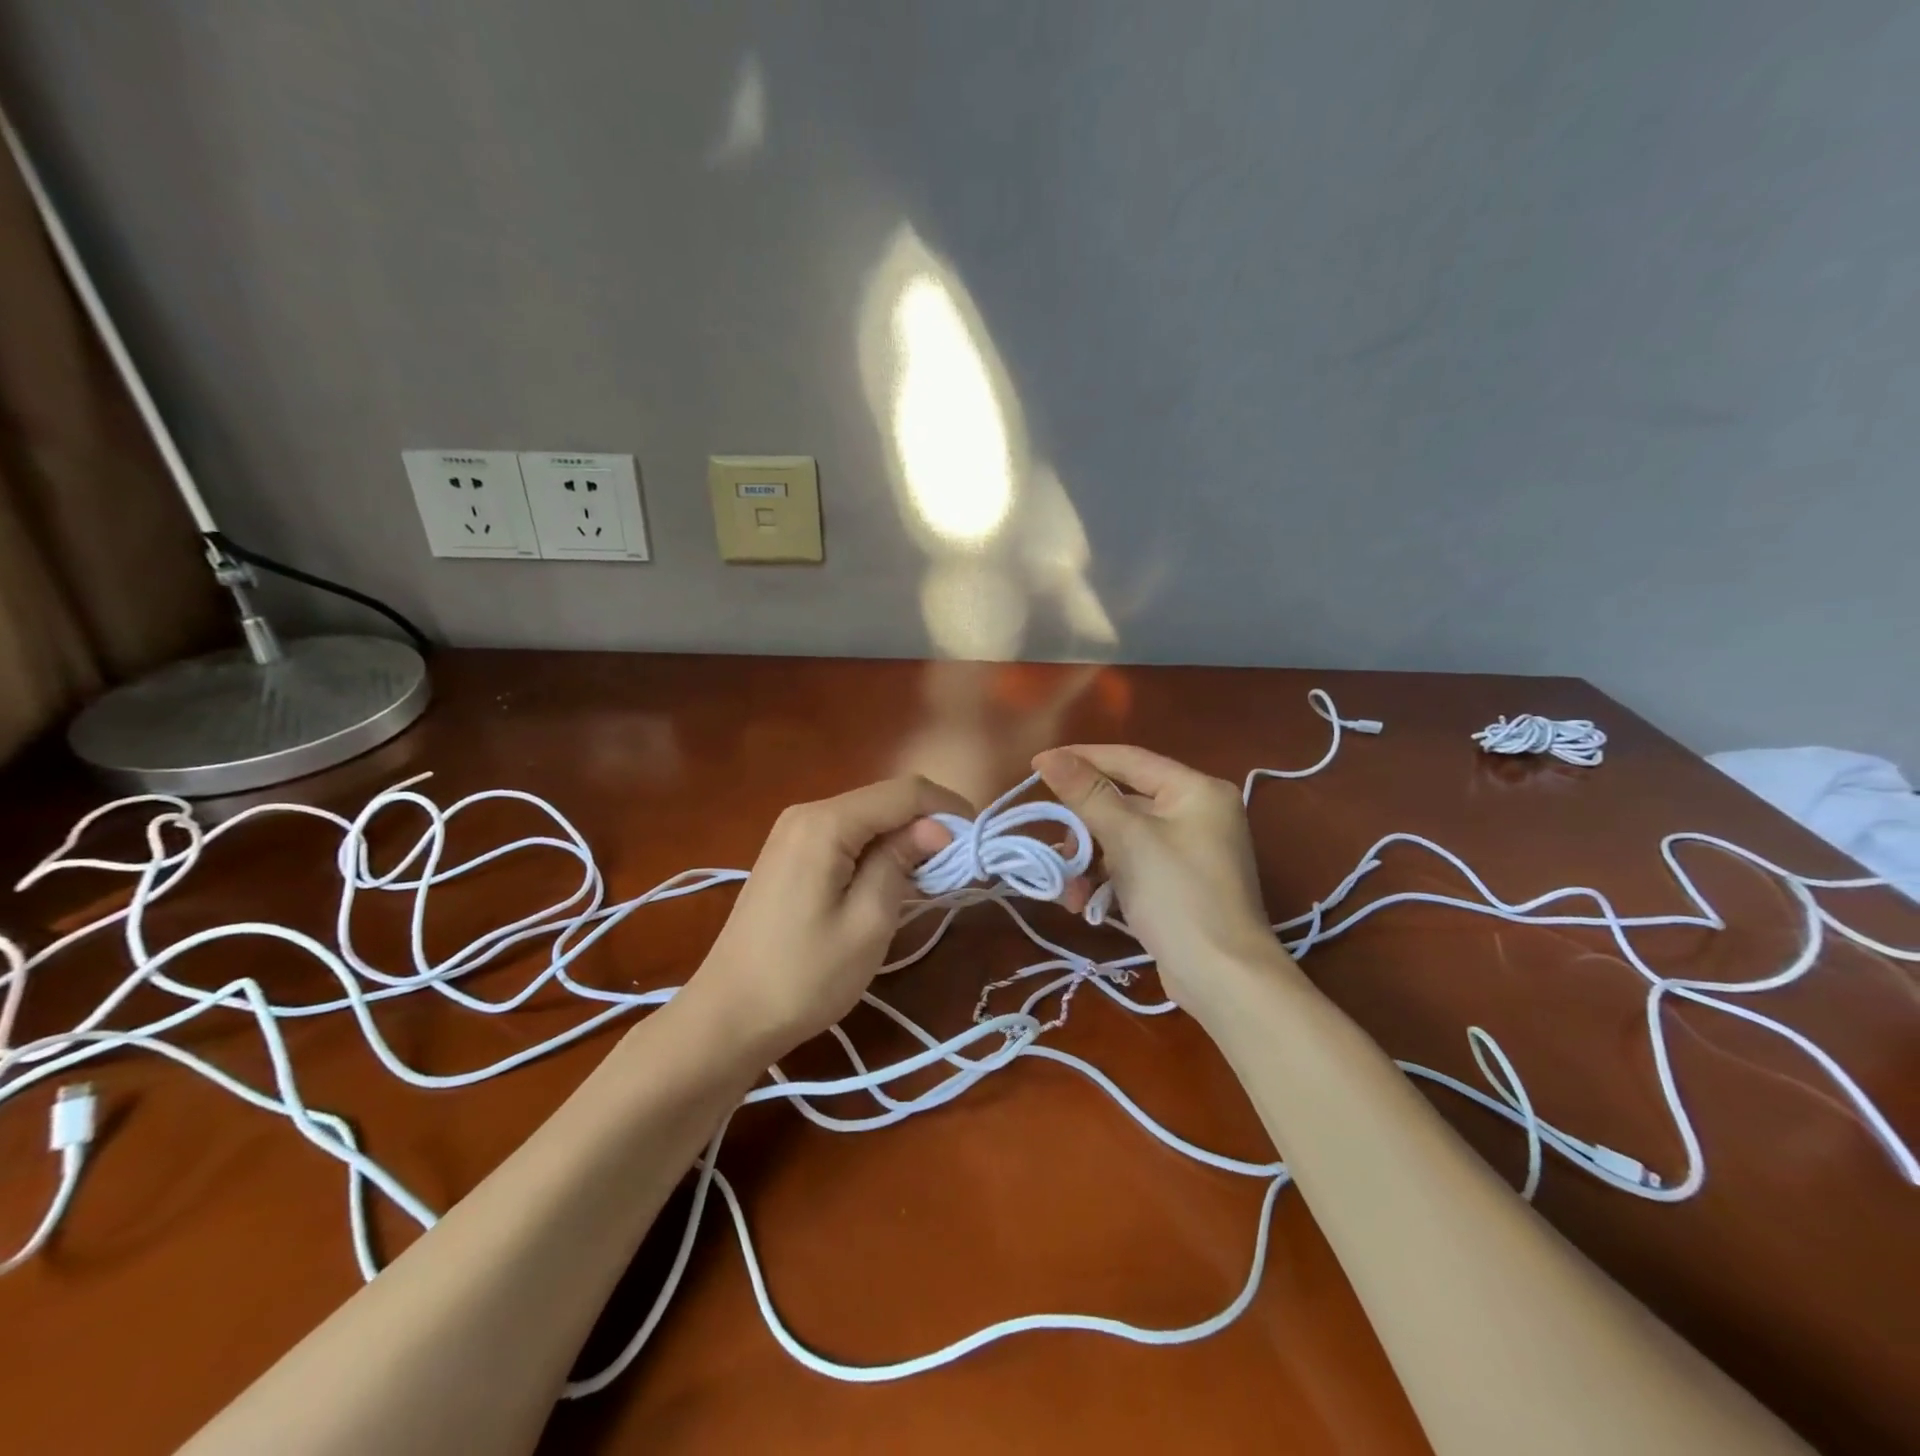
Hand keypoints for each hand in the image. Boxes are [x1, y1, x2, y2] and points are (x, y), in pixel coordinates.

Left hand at [685, 775, 968, 1063]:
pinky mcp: (789, 853)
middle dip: (928, 824)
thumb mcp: (867, 923)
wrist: (727, 1016)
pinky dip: (877, 849)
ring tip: (932, 877)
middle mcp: (807, 813)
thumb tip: (937, 826)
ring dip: (904, 838)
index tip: (978, 842)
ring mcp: (793, 832)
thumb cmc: (803, 976)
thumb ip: (901, 862)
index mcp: (825, 822)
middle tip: (958, 867)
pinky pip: (846, 835)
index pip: (904, 792)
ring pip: (868, 817)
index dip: (948, 809)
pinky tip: (890, 881)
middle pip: (885, 800)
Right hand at [1033, 745, 1292, 1016]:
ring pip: (1123, 838)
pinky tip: (1087, 905)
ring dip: (1090, 861)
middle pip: (1123, 802)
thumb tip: (1050, 756)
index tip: (1036, 765)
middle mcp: (1197, 812)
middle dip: (1084, 829)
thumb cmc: (1177, 896)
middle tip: (1058, 851)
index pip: (1128, 759)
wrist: (1223, 979)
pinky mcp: (1180, 883)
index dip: (1080, 759)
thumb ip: (1087, 794)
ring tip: (1070, 893)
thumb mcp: (1127, 839)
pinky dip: (1108, 879)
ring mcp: (1191, 850)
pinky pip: (1134, 865)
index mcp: (1196, 790)